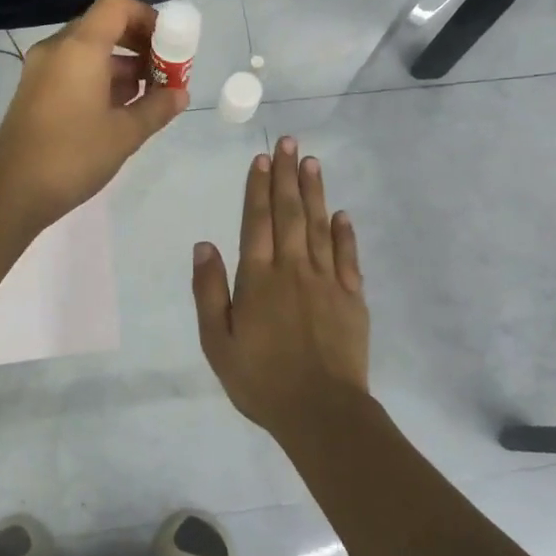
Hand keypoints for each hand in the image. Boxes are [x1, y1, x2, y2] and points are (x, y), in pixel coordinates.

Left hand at [0, 0, 188, 228]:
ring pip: (89, 49)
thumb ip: (157, 107)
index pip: (116, 4)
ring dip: (121, 64)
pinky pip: (73, 69)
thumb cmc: (73, 156)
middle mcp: (57, 49)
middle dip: (139, 44)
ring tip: (149, 95)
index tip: (168, 46)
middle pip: (104, 25)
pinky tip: (120, 108)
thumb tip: (179, 94)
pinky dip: (100, 78)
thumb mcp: (125, 134)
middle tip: (164, 72)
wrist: (13, 192)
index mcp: (79, 48)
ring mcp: (41, 69)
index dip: (148, 17)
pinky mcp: (35, 91)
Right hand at [192, 135, 372, 437]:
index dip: (257, 188)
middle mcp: (292, 270)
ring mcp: (326, 281)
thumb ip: (209, 292)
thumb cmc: (261, 380)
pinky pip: (347, 257)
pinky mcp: (352, 298)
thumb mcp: (217, 342)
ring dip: (314, 193)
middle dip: (286, 176)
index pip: (256, 222)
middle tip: (289, 143)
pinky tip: (341, 214)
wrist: (321, 411)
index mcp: (258, 279)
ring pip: (318, 227)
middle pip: (289, 214)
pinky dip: (344, 233)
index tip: (260, 159)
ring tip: (311, 163)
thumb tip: (204, 245)